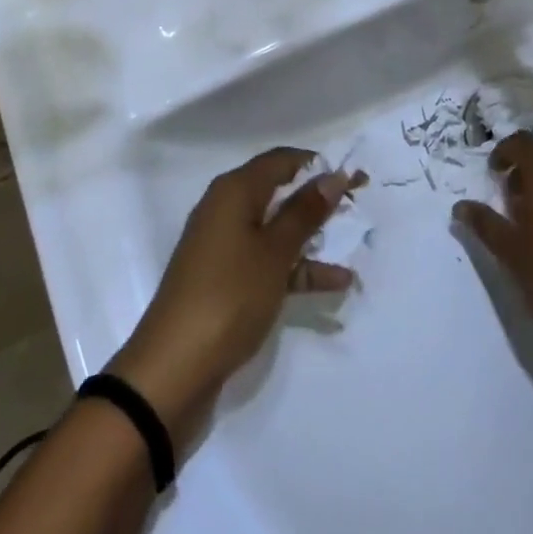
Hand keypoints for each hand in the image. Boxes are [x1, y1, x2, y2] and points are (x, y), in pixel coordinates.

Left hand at [110, 148, 358, 444]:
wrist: (172, 372)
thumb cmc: (228, 296)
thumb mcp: (274, 252)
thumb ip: (305, 212)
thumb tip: (333, 174)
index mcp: (233, 191)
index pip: (282, 161)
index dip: (319, 164)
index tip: (355, 175)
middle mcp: (226, 210)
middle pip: (279, 192)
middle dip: (319, 198)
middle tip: (360, 203)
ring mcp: (225, 248)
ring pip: (276, 230)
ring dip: (313, 237)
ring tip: (355, 243)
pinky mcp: (226, 281)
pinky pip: (269, 262)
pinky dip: (298, 269)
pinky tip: (335, 283)